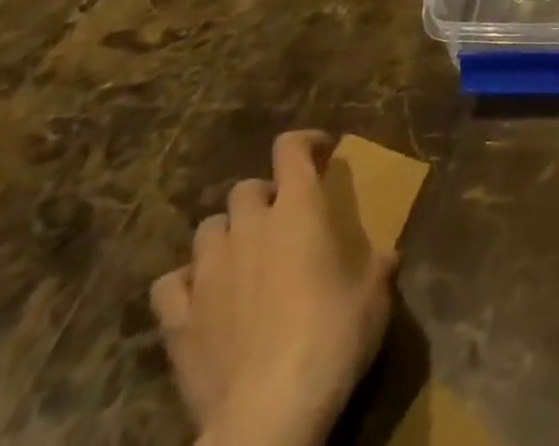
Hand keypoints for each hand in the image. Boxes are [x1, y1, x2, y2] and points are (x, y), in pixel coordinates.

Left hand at [151, 131, 396, 445]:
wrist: (268, 416)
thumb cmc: (332, 338)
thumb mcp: (375, 294)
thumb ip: (379, 263)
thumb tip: (388, 255)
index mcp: (298, 208)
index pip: (290, 149)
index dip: (305, 143)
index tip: (322, 152)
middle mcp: (250, 226)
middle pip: (245, 189)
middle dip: (264, 197)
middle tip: (284, 221)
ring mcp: (209, 272)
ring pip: (208, 228)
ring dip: (227, 235)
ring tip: (243, 258)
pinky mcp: (178, 320)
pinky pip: (170, 284)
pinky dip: (185, 283)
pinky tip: (201, 299)